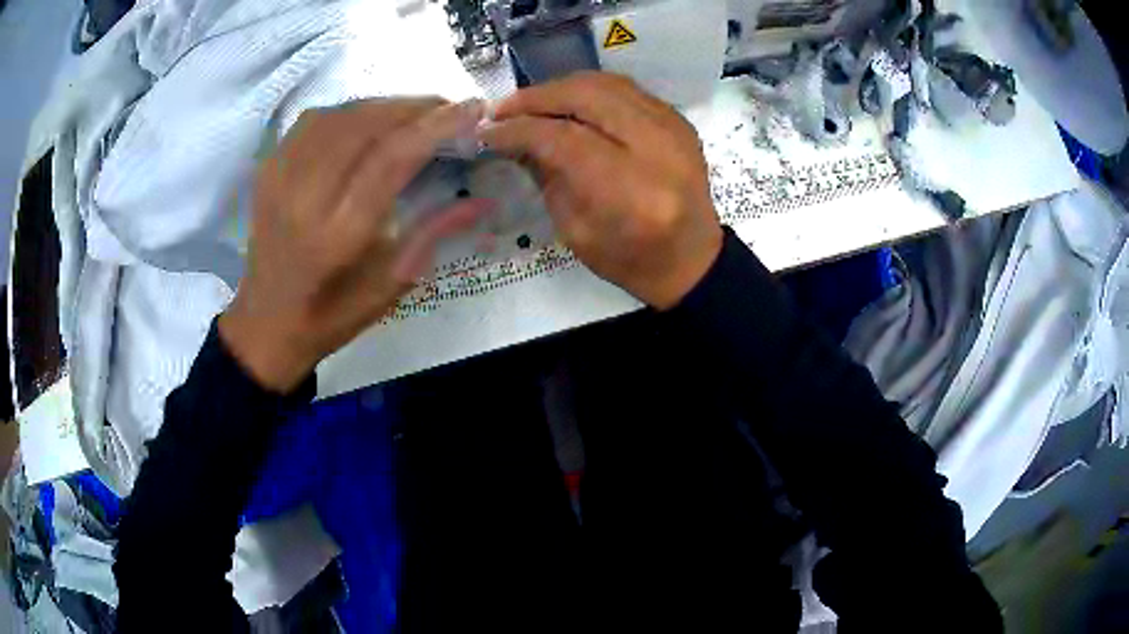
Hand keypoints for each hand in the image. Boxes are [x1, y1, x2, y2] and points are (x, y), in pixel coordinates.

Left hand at [220, 98, 493, 391]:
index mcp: (337, 235)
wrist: (265, 324)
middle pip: (364, 125)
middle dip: (414, 107)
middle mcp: (303, 197)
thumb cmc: (330, 316)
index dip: (435, 126)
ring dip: (384, 104)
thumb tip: (483, 200)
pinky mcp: (269, 169)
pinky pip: (314, 120)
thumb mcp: (389, 287)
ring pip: (339, 115)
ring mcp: (279, 178)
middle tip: (449, 107)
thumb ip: (433, 235)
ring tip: (415, 112)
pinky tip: (369, 119)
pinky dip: (350, 110)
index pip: (390, 159)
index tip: (473, 108)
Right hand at [478, 72, 722, 309]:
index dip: (519, 129)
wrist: (691, 259)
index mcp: (631, 193)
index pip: (564, 138)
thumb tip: (511, 136)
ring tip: (531, 103)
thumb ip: (545, 175)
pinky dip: (590, 90)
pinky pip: (627, 89)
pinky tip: (568, 103)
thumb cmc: (629, 259)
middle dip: (537, 97)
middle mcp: (658, 151)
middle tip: (504, 109)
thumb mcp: (575, 230)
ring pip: (607, 84)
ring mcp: (675, 130)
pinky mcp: (680, 121)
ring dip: (561, 88)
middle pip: (587, 97)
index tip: (488, 131)